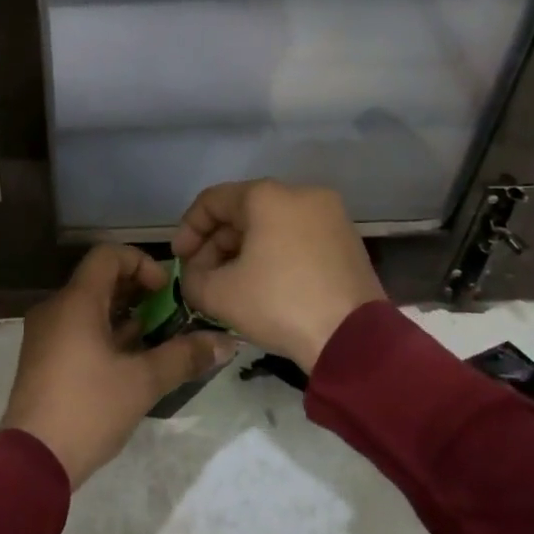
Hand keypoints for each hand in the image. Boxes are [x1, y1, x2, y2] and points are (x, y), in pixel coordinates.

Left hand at [0, 245, 234, 488]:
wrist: (31, 461)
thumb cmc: (88, 409)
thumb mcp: (143, 382)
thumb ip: (184, 356)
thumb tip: (226, 342)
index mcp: (75, 301)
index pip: (108, 254)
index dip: (141, 262)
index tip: (165, 290)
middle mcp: (55, 308)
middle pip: (99, 279)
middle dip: (137, 291)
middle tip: (169, 314)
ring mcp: (45, 334)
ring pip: (88, 307)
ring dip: (123, 314)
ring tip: (155, 338)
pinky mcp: (42, 358)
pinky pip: (76, 328)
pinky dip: (104, 333)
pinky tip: (128, 361)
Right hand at [171, 179, 385, 373]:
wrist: (353, 340)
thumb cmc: (279, 304)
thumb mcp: (219, 294)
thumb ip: (192, 278)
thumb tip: (194, 275)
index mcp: (267, 196)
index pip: (212, 201)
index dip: (187, 229)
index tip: (179, 260)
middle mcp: (301, 194)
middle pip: (243, 212)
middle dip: (216, 244)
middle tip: (202, 277)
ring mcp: (329, 215)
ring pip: (270, 225)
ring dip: (242, 251)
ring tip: (230, 285)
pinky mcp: (346, 239)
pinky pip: (296, 237)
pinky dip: (273, 255)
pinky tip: (263, 285)